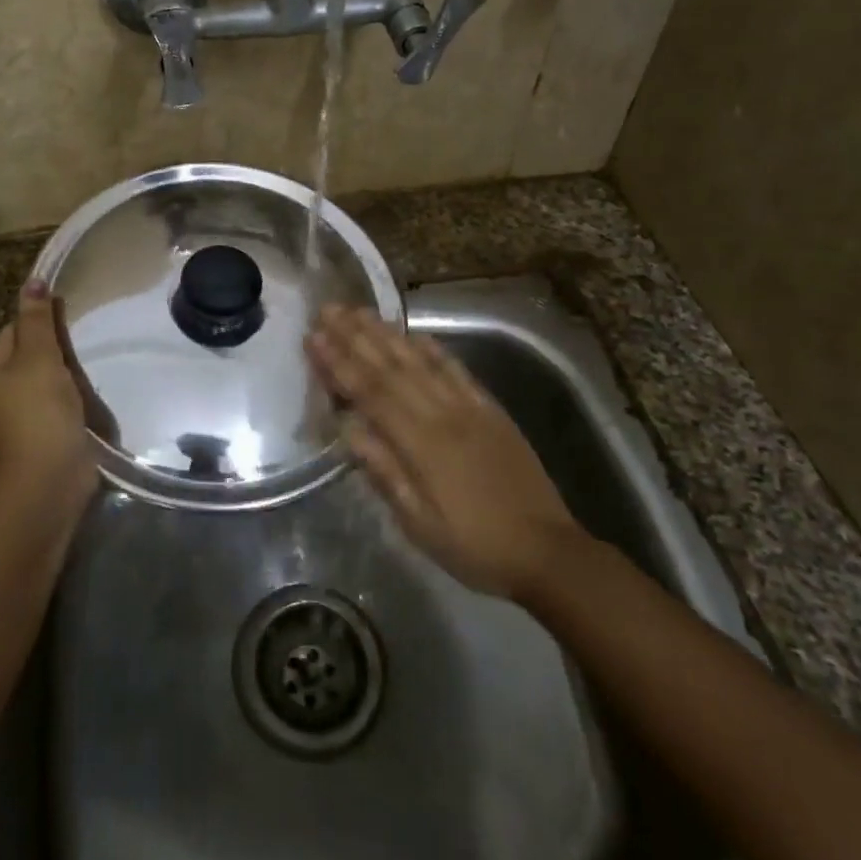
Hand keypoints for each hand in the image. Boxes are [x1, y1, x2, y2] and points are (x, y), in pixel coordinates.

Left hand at [0, 281, 97, 508]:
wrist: (49, 479)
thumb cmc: (39, 411)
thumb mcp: (39, 357)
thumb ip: (37, 319)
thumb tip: (33, 280)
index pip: (15, 328)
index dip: (44, 323)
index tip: (71, 324)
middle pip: (30, 352)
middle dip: (58, 350)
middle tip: (83, 349)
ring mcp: (16, 413)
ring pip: (46, 378)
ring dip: (67, 374)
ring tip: (87, 372)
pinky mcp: (38, 431)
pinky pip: (55, 401)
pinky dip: (71, 397)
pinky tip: (86, 397)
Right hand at [307, 305, 585, 600]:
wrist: (546, 551)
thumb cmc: (474, 546)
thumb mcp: (420, 524)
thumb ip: (384, 472)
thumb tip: (347, 428)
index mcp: (421, 445)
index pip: (371, 393)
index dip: (339, 363)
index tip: (314, 337)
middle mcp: (443, 414)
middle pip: (391, 367)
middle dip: (355, 336)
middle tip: (327, 309)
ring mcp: (469, 407)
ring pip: (420, 360)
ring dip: (386, 333)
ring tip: (358, 311)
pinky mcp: (490, 408)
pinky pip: (456, 369)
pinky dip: (433, 348)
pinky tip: (414, 333)